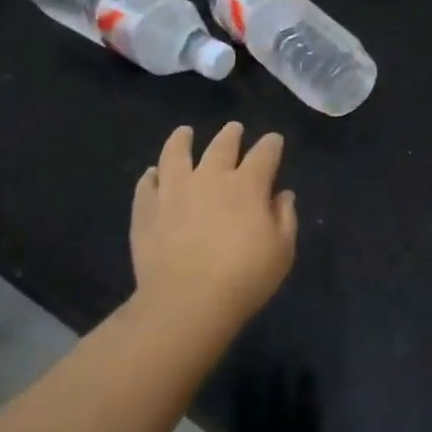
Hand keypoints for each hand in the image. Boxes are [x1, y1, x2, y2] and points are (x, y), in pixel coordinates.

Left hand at [130, 122, 296, 334]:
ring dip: (182, 140)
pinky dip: (151, 176)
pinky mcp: (146, 209)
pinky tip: (152, 174)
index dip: (271, 144)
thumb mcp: (282, 252)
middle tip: (234, 129)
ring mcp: (173, 190)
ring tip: (184, 133)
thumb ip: (285, 218)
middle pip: (222, 145)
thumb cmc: (244, 278)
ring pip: (176, 154)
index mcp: (247, 185)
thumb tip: (282, 195)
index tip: (274, 140)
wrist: (185, 303)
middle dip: (231, 135)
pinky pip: (147, 184)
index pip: (264, 154)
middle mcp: (210, 177)